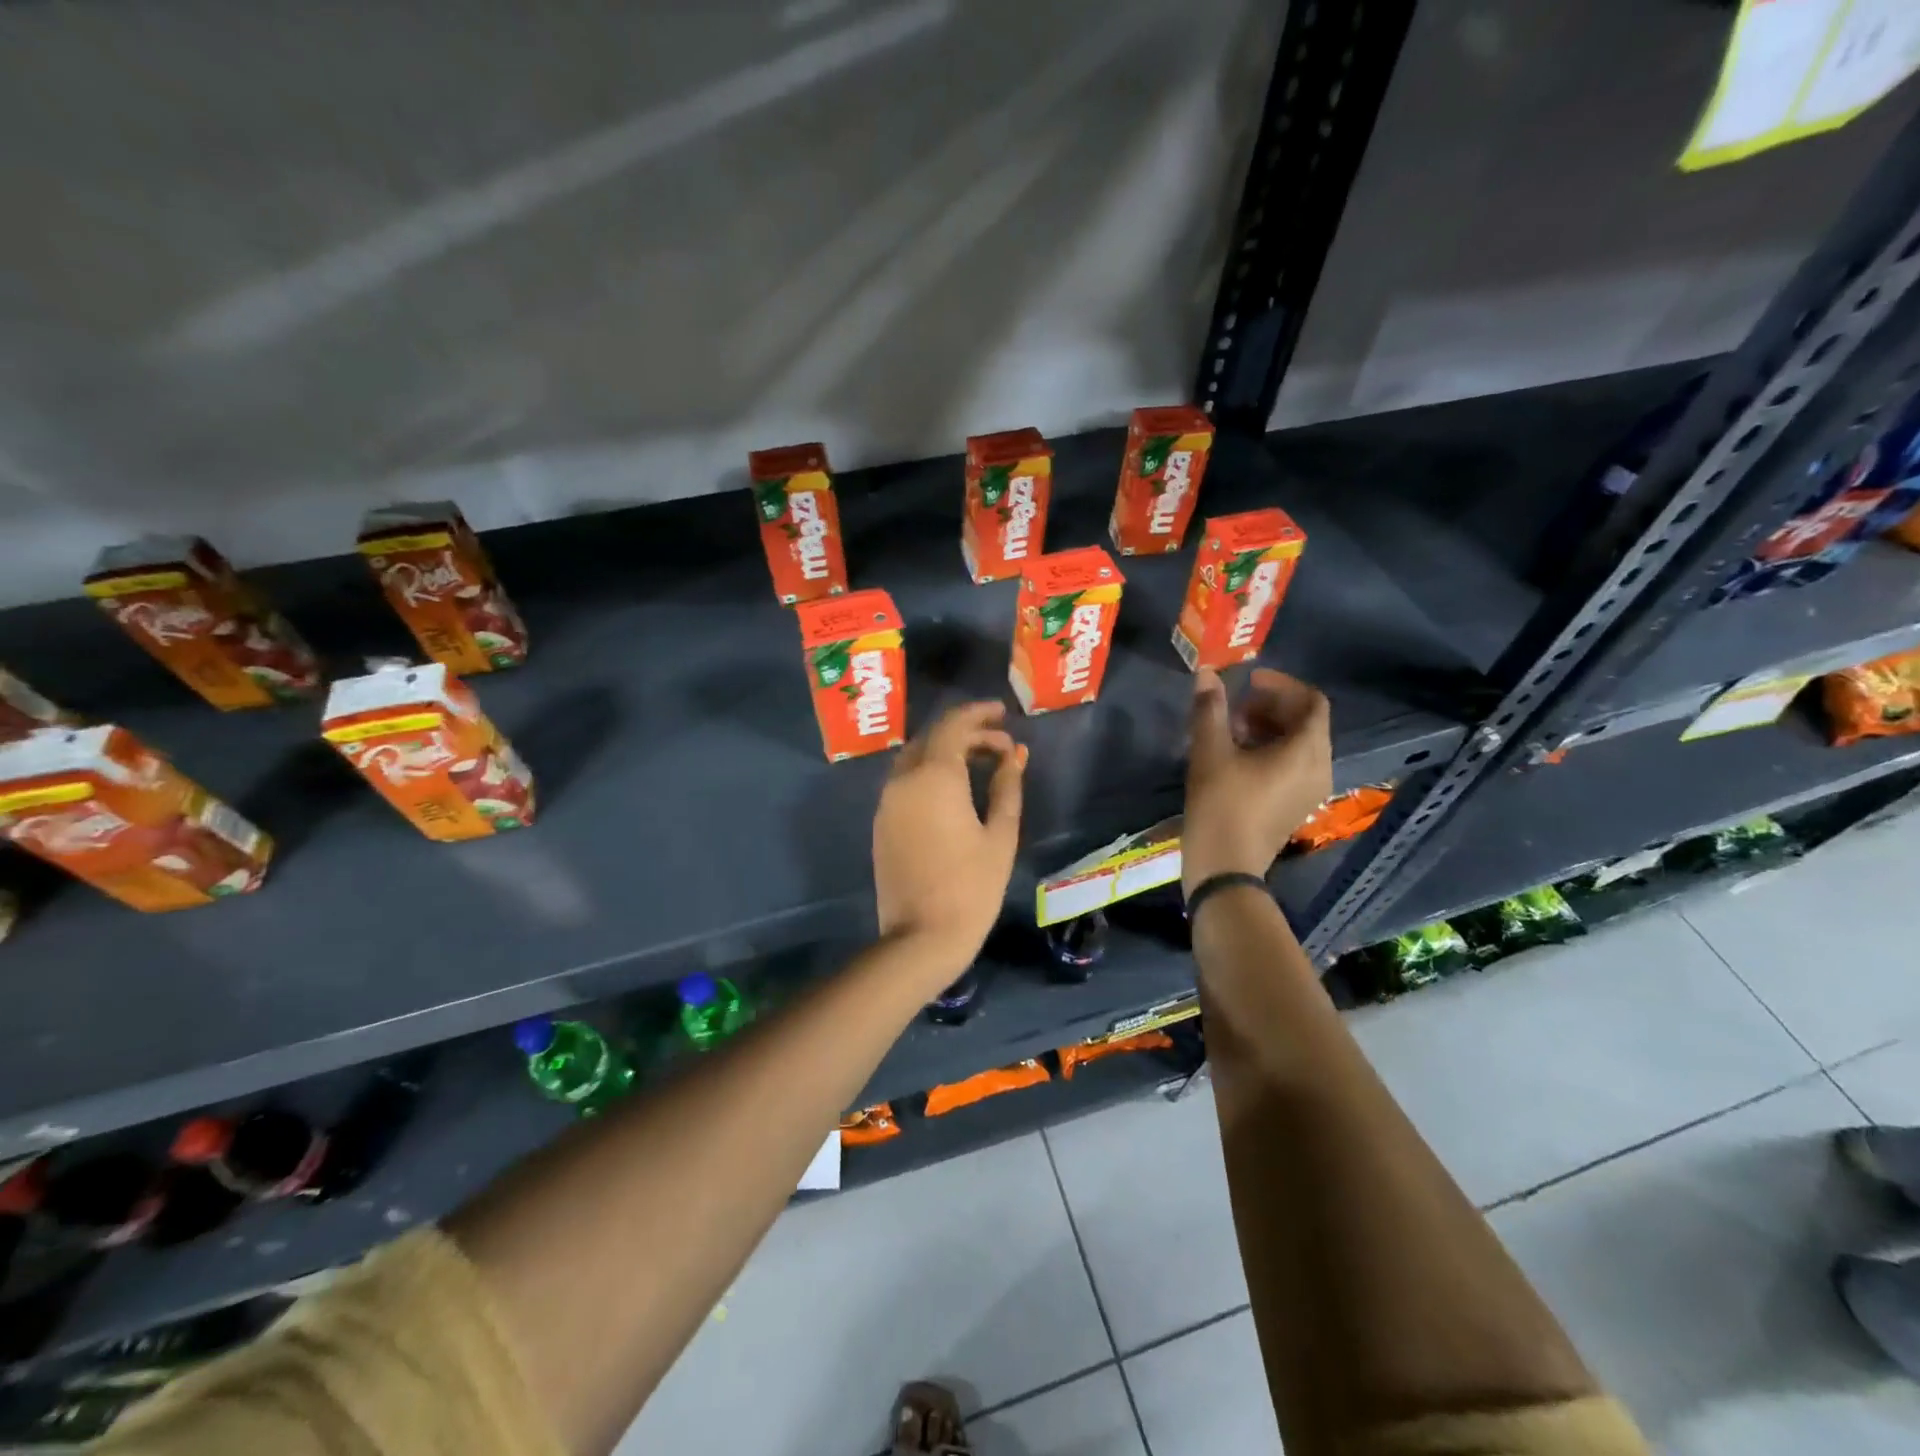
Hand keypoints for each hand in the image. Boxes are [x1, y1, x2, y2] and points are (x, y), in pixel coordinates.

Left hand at [873, 701, 1024, 981]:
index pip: (953, 725)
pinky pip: (905, 781)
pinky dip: (930, 772)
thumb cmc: (971, 887)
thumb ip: (1007, 787)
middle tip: (999, 743)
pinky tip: (954, 789)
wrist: (920, 938)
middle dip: (966, 732)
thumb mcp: (1000, 835)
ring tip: (981, 763)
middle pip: (932, 738)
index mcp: (934, 777)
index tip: (1003, 713)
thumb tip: (1014, 755)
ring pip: (915, 758)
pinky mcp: (882, 823)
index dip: (979, 713)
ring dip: (946, 751)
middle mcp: (903, 780)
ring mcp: (887, 802)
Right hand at [1183, 667, 1330, 897]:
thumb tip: (1207, 673)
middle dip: (1273, 706)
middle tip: (1236, 708)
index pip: (1312, 702)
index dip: (1282, 685)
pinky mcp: (1298, 805)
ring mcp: (1312, 790)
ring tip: (1233, 730)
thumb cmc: (1220, 804)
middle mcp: (1320, 767)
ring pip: (1301, 744)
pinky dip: (1274, 750)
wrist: (1225, 865)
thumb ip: (1210, 709)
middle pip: (1307, 722)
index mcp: (1306, 751)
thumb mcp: (1211, 751)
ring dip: (1271, 728)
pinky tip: (1239, 757)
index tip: (1249, 682)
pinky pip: (1296, 765)